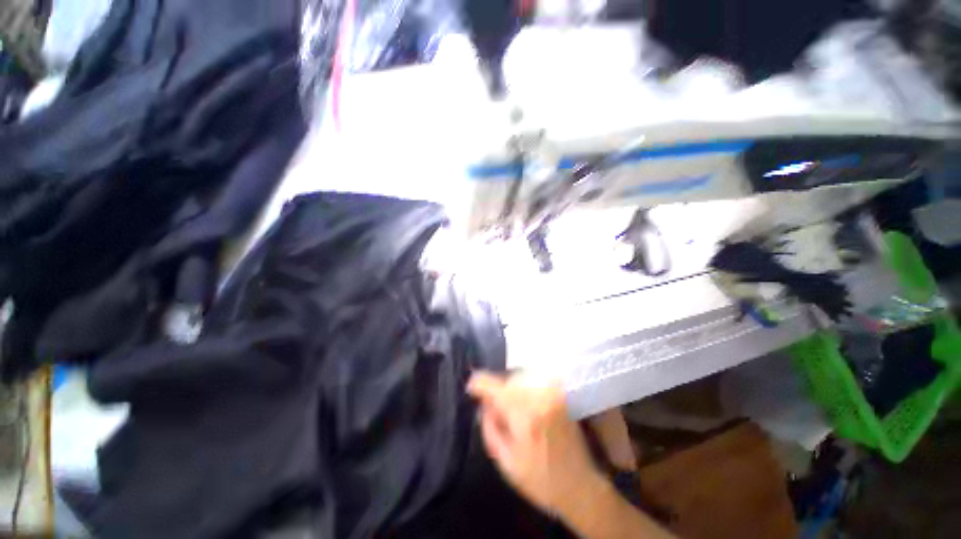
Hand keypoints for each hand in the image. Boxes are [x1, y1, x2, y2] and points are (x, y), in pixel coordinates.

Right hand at [467, 371, 604, 516]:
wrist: (580, 486)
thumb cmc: (540, 480)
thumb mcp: (506, 462)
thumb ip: (490, 428)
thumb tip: (482, 403)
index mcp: (524, 415)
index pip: (494, 386)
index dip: (478, 384)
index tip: (470, 388)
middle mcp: (539, 397)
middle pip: (507, 379)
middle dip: (495, 389)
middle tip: (490, 406)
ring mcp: (552, 392)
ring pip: (521, 376)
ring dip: (509, 387)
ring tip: (507, 407)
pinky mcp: (560, 394)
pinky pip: (534, 380)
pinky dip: (523, 387)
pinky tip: (522, 404)